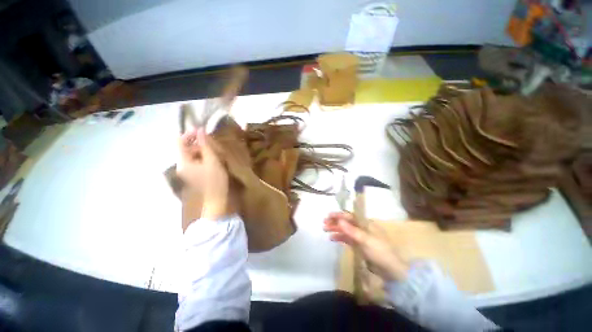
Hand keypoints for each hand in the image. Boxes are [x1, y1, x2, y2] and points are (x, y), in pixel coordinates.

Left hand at [178, 129, 230, 220]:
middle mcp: (181, 165)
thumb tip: (200, 130)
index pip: (179, 142)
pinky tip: (213, 160)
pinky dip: (203, 158)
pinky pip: (195, 161)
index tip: (203, 131)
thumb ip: (205, 145)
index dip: (190, 134)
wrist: (215, 199)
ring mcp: (186, 171)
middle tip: (213, 144)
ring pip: (191, 155)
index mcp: (183, 162)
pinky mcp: (192, 175)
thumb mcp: (212, 161)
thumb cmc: (215, 180)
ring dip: (202, 151)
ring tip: (215, 152)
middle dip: (198, 144)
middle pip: (186, 148)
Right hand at [323, 212, 408, 281]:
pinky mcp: (358, 245)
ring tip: (325, 230)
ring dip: (335, 229)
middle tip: (324, 223)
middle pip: (346, 222)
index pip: (350, 216)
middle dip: (335, 221)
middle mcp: (362, 228)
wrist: (390, 270)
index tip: (328, 215)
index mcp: (366, 223)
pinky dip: (339, 237)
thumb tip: (339, 220)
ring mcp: (360, 236)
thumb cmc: (380, 252)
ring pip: (345, 230)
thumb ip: (352, 230)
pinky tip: (332, 238)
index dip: (339, 215)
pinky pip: (347, 238)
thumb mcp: (366, 240)